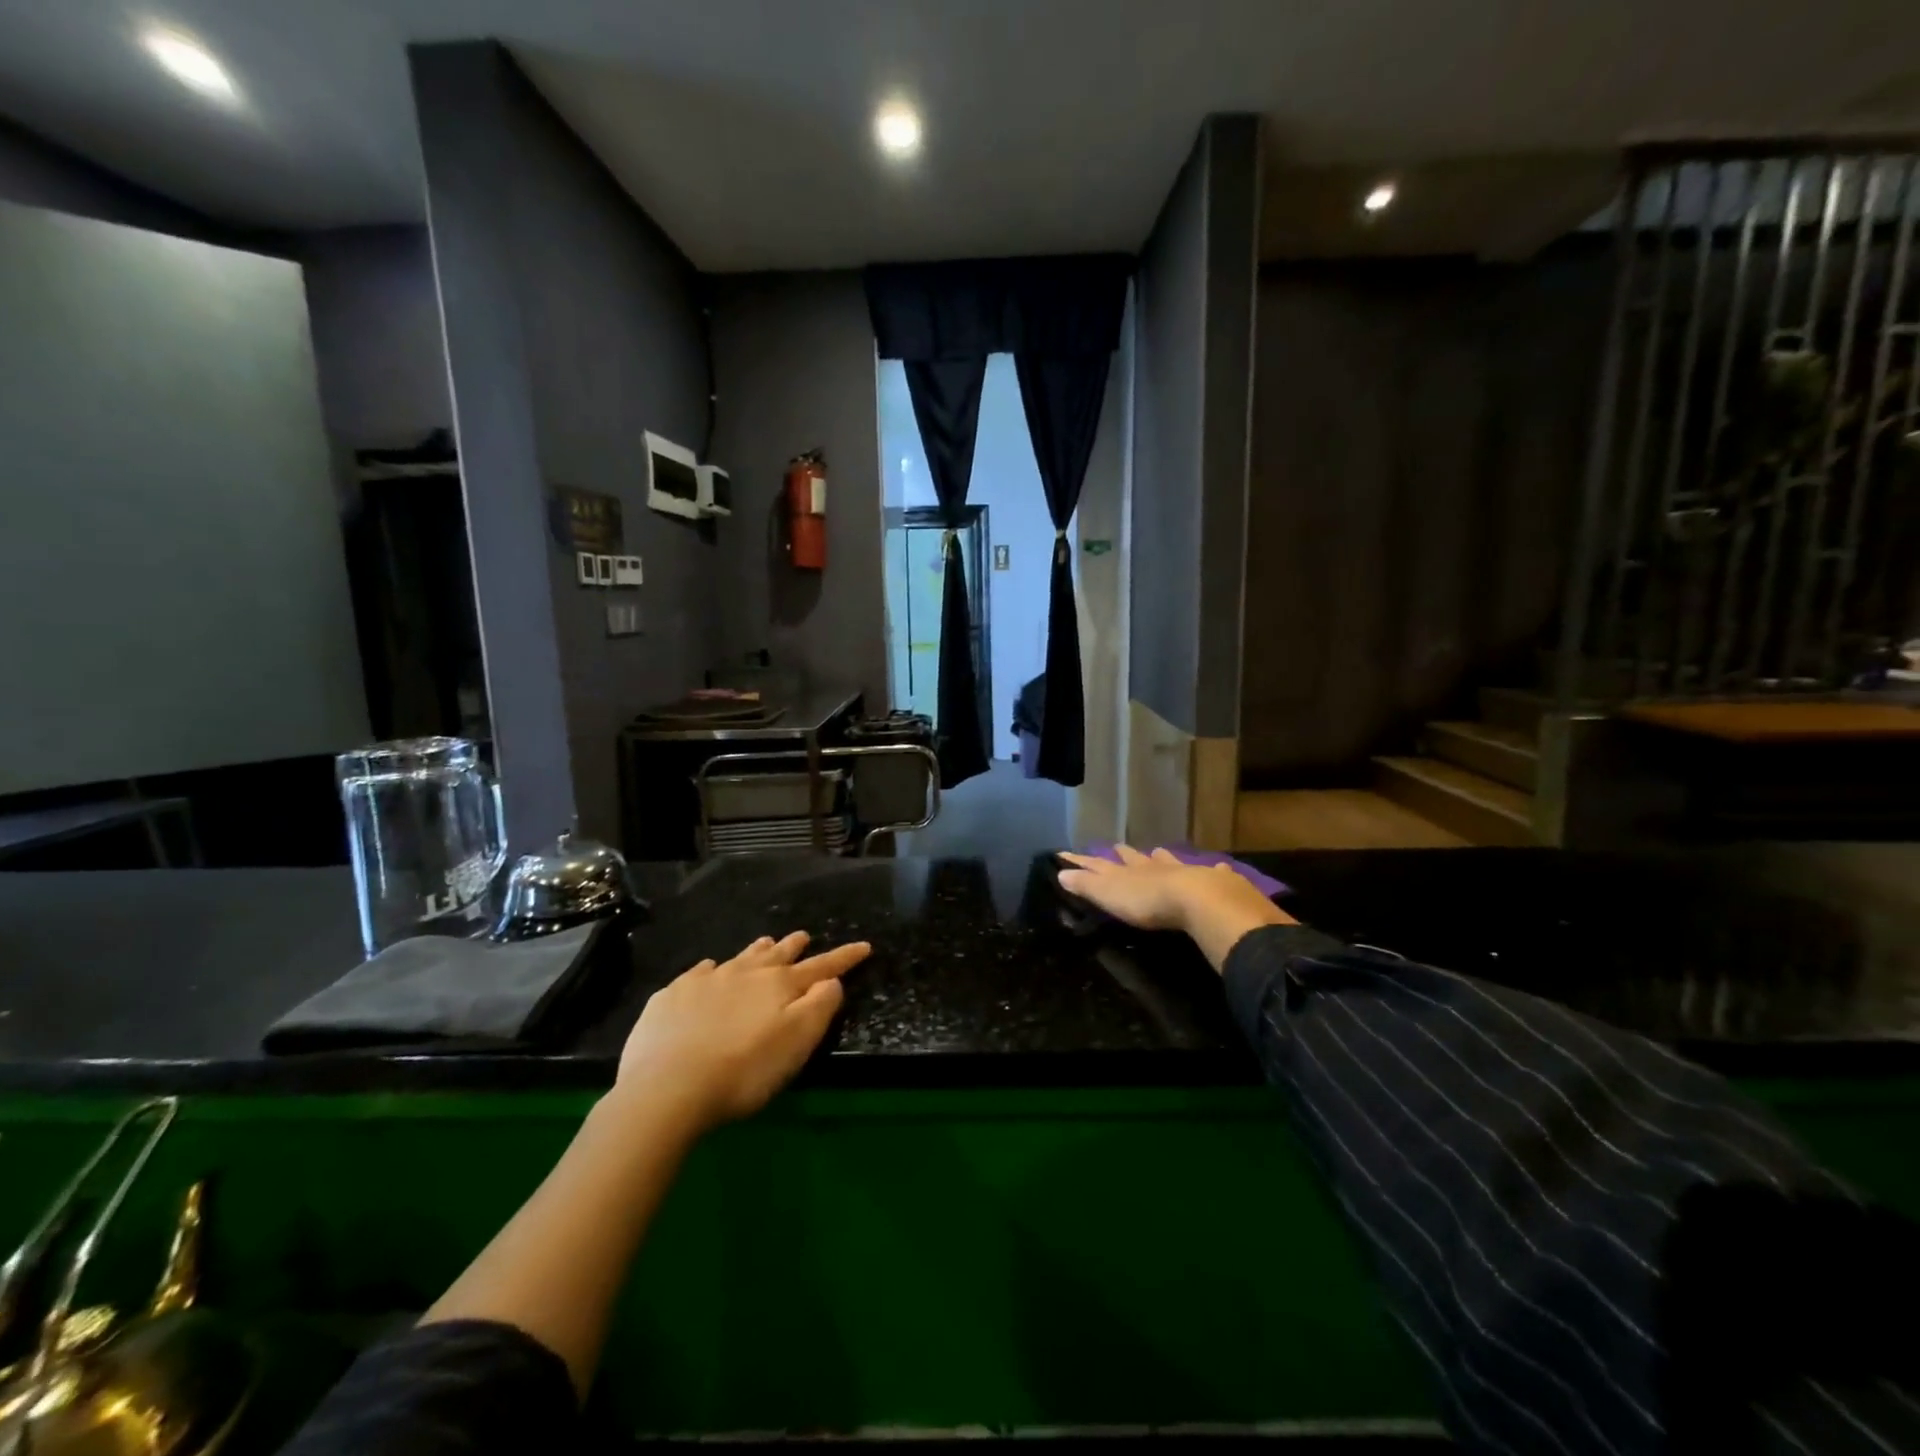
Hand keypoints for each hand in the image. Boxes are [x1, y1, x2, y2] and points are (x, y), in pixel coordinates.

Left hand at [614, 931, 870, 1134]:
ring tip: (766, 942)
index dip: (844, 957)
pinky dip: (711, 969)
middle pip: (777, 954)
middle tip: (804, 936)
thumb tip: (832, 982)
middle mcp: (745, 973)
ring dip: (757, 950)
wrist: (667, 1087)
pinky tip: (709, 971)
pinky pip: (699, 972)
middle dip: (794, 946)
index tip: (864, 946)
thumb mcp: (797, 1043)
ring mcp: (706, 981)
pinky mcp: (672, 995)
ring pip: (740, 957)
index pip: (821, 967)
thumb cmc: (744, 1070)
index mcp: (779, 986)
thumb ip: (820, 1007)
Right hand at [1056, 846, 1292, 970]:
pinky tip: (1219, 867)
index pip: (1099, 864)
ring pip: (1169, 862)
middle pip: (1136, 859)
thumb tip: (1060, 872)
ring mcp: (1184, 872)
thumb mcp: (1110, 895)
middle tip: (1118, 847)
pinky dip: (1214, 871)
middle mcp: (1154, 867)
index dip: (1083, 861)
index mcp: (1128, 872)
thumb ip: (1086, 884)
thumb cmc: (1148, 902)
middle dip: (1126, 854)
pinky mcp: (1213, 882)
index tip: (1067, 853)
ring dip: (1162, 858)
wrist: (1199, 901)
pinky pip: (1212, 873)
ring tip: (1158, 851)